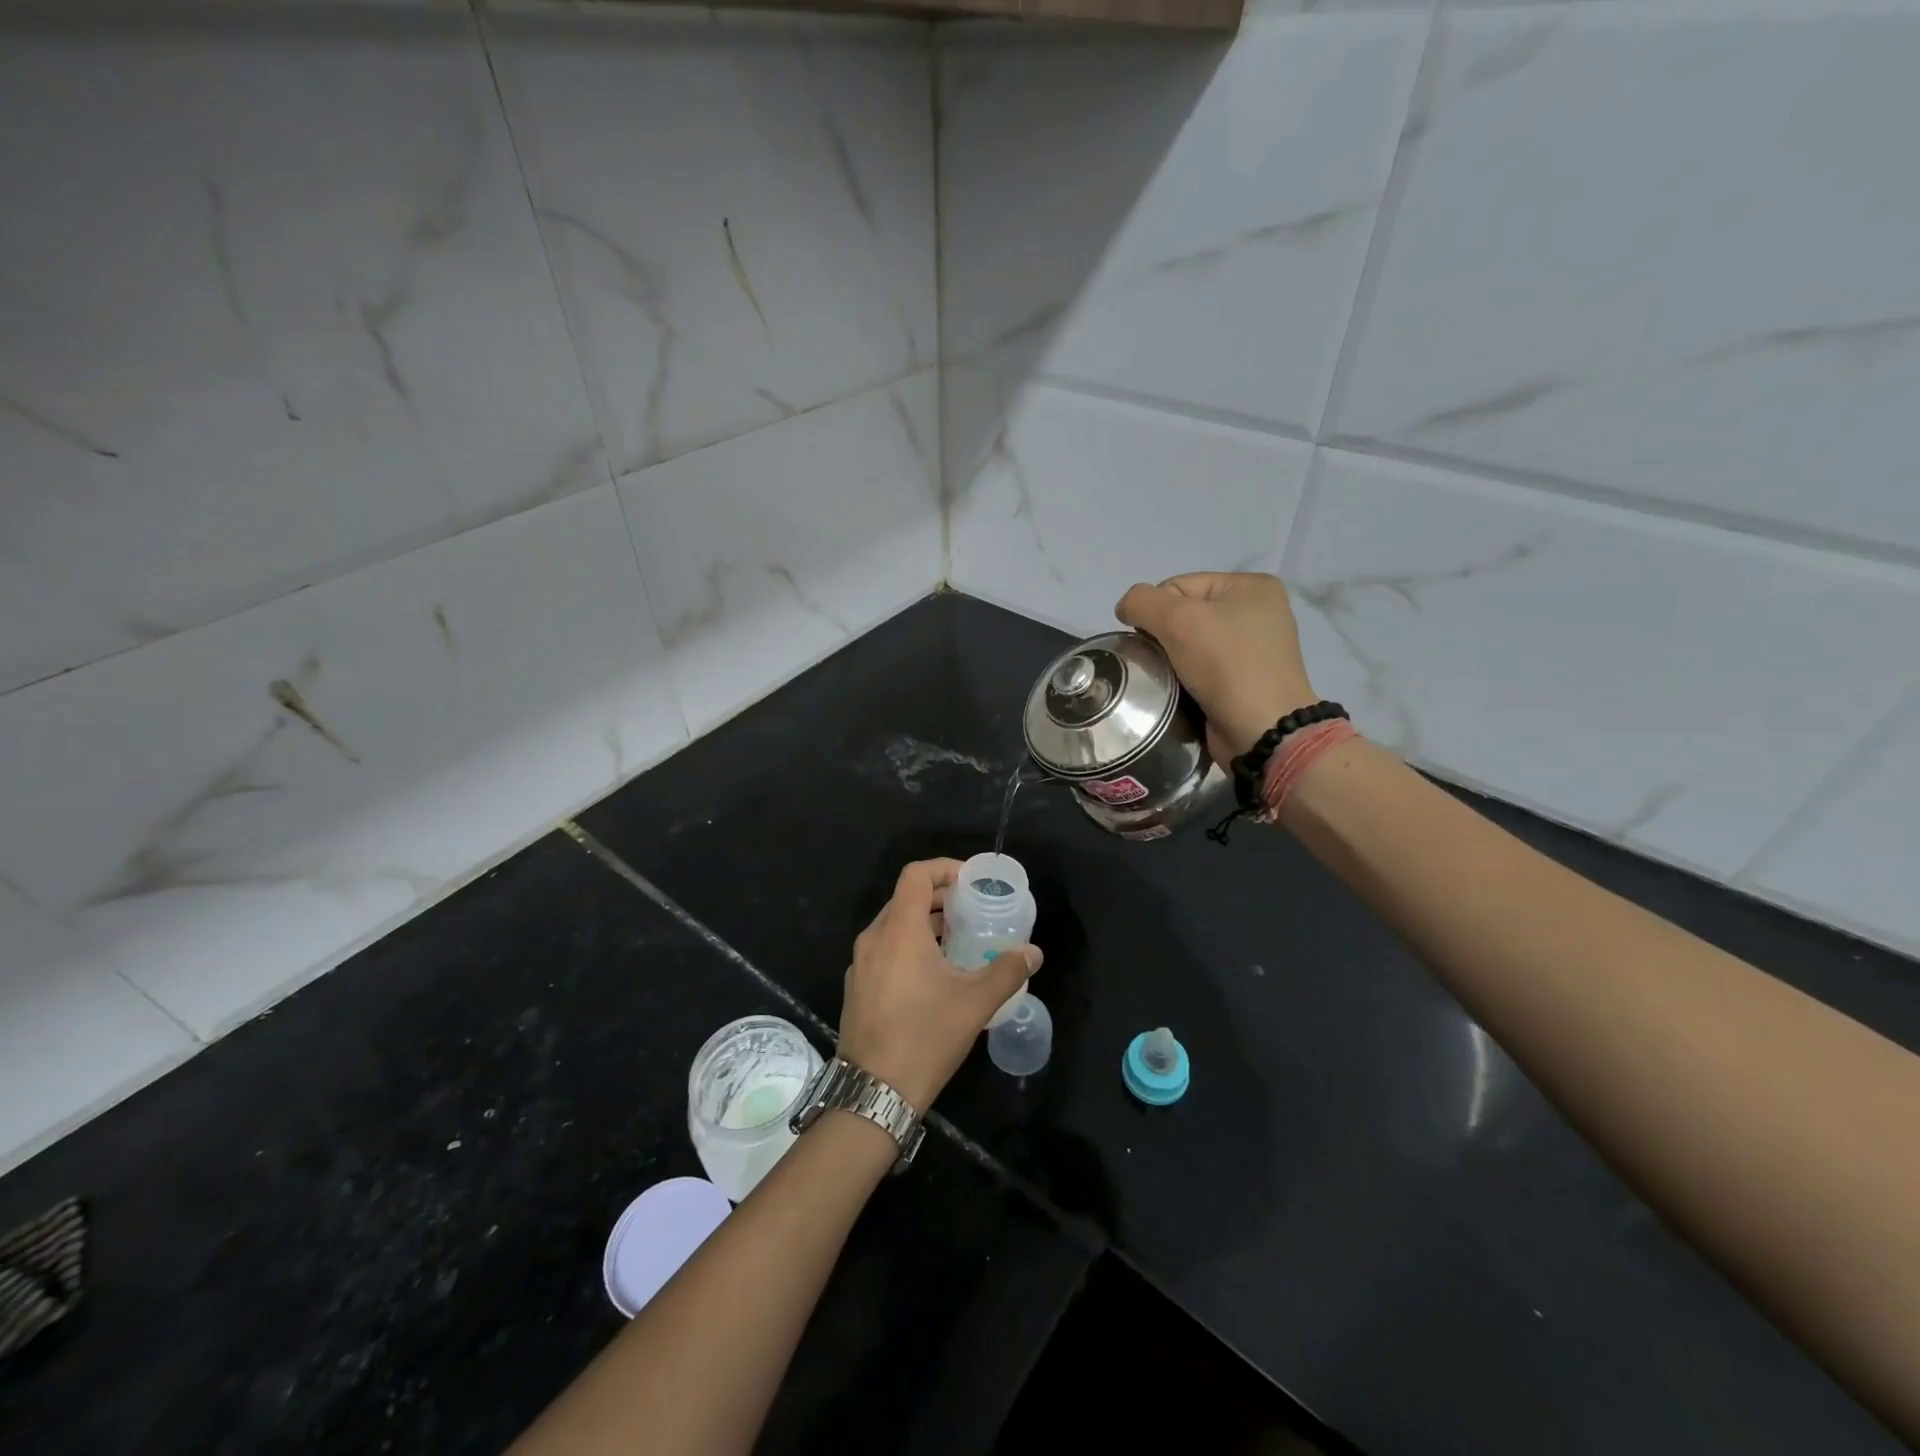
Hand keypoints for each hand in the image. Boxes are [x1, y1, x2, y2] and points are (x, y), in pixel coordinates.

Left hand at [838, 859, 1040, 1111]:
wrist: (873, 1092)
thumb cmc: (926, 1037)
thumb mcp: (975, 1003)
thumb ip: (1007, 971)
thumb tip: (1033, 953)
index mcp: (899, 930)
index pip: (916, 875)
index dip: (944, 868)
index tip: (970, 882)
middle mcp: (873, 938)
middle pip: (905, 899)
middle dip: (940, 898)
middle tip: (971, 911)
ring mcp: (860, 964)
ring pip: (893, 926)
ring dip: (925, 925)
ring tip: (957, 942)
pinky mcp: (856, 987)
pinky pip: (883, 951)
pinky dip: (908, 947)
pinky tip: (932, 976)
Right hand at [1115, 572, 1317, 762]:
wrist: (1261, 731)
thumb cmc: (1225, 665)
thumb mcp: (1177, 619)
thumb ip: (1141, 601)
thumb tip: (1126, 608)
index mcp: (1251, 586)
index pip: (1179, 585)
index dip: (1156, 610)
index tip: (1152, 640)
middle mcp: (1257, 612)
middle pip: (1184, 614)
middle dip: (1162, 635)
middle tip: (1159, 661)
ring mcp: (1253, 648)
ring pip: (1189, 643)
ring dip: (1170, 659)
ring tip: (1167, 678)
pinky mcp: (1244, 680)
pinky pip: (1200, 668)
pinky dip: (1184, 677)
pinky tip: (1179, 690)